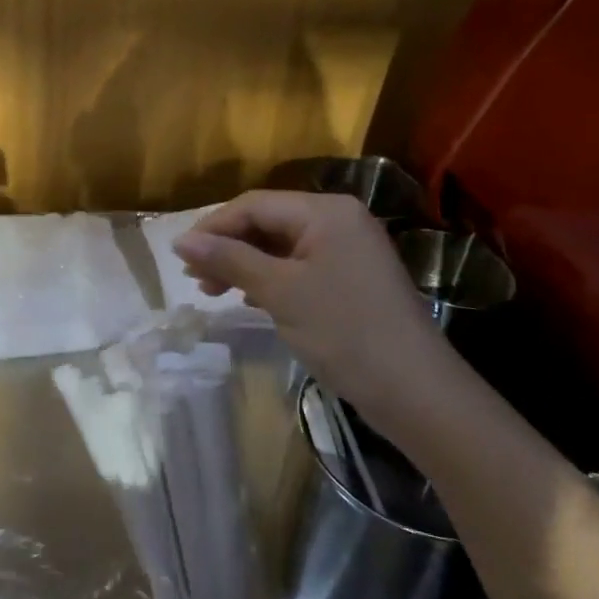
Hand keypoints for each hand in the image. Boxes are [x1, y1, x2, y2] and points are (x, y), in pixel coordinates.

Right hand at [173, 191, 451, 421]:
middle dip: (227, 247)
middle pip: (266, 222)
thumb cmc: (344, 332)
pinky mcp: (351, 279)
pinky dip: (268, 278)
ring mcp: (348, 250)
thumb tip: (180, 241)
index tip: (180, 257)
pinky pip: (298, 266)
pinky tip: (248, 299)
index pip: (253, 205)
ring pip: (280, 246)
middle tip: (195, 279)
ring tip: (213, 291)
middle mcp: (339, 220)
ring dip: (243, 264)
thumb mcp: (279, 292)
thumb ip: (228, 259)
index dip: (212, 227)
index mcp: (326, 211)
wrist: (418, 394)